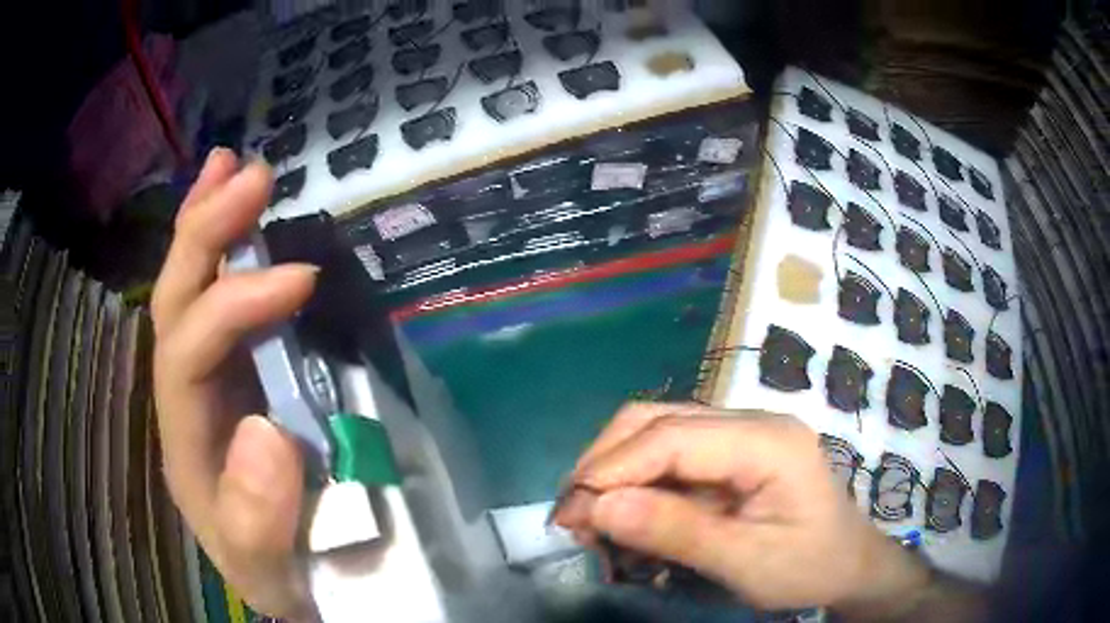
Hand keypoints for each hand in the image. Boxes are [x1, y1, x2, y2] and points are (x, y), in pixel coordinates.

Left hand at [152, 149, 317, 618]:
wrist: (288, 578)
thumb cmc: (280, 571)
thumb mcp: (271, 567)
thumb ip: (259, 520)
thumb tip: (267, 432)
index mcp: (187, 440)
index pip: (188, 354)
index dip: (234, 306)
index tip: (302, 277)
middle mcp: (186, 396)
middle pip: (175, 303)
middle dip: (204, 234)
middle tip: (250, 175)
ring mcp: (209, 378)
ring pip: (188, 290)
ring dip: (206, 224)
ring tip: (230, 166)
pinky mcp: (236, 372)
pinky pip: (218, 301)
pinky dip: (225, 251)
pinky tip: (239, 217)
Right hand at [554, 403, 932, 614]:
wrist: (849, 564)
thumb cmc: (809, 566)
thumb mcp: (746, 561)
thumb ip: (677, 532)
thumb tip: (600, 507)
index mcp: (767, 441)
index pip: (673, 437)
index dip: (614, 468)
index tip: (572, 512)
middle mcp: (751, 421)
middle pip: (658, 420)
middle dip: (605, 464)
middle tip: (573, 515)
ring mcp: (741, 433)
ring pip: (657, 431)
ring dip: (615, 470)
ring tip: (591, 516)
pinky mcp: (731, 453)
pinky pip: (670, 455)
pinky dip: (637, 481)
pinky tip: (625, 513)